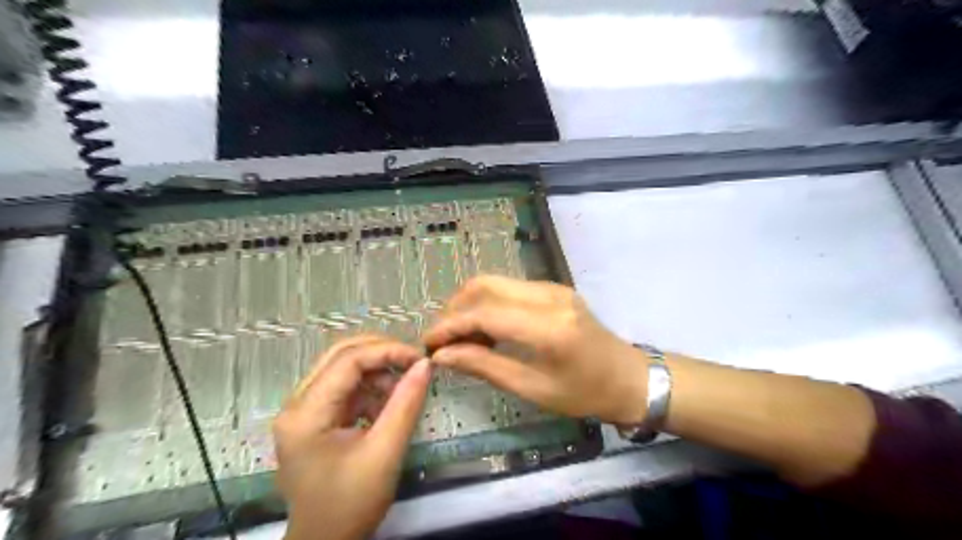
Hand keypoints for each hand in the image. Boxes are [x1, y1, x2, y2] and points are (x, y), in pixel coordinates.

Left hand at [275, 334, 431, 539]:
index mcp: (306, 414)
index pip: (347, 361)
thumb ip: (406, 403)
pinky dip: (369, 388)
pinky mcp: (313, 418)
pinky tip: (387, 404)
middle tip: (412, 362)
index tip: (419, 358)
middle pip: (340, 356)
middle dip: (380, 353)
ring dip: (376, 371)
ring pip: (342, 368)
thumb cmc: (351, 503)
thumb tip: (425, 364)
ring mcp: (302, 410)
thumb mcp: (385, 452)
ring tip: (403, 389)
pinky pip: (344, 387)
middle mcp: (296, 404)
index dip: (387, 351)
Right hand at [423, 276, 648, 424]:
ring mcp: (553, 288)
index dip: (450, 325)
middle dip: (455, 308)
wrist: (630, 378)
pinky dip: (490, 304)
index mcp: (547, 327)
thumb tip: (442, 356)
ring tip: (462, 337)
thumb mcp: (533, 388)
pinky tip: (486, 329)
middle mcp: (549, 296)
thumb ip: (485, 366)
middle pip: (485, 285)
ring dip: (471, 305)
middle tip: (443, 339)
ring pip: (496, 283)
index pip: (485, 313)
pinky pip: (510, 288)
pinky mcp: (554, 289)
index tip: (429, 343)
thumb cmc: (585, 393)